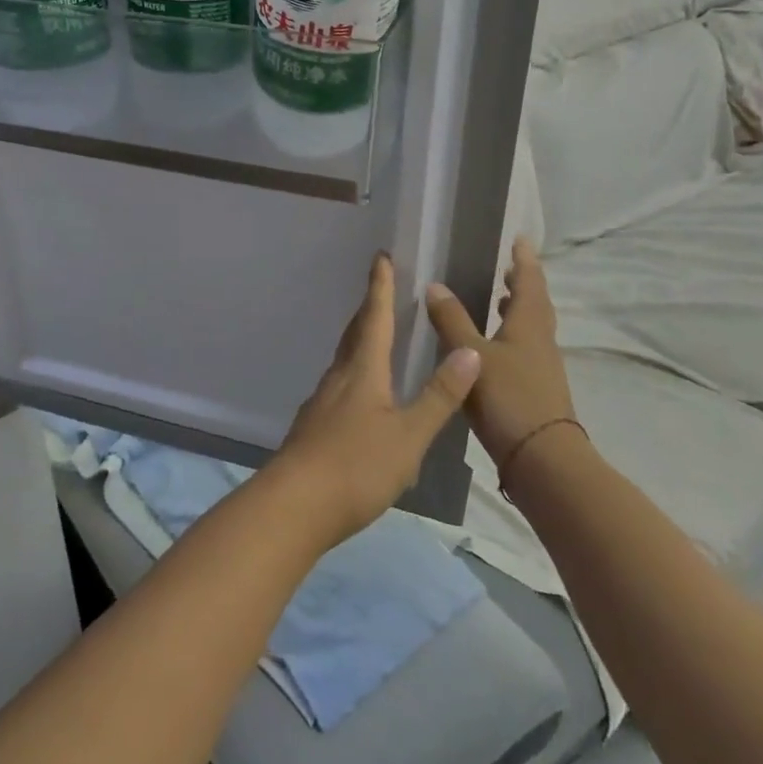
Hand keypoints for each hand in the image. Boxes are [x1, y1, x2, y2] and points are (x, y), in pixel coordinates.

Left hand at [271, 253, 481, 545]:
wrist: (293, 506)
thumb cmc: (356, 466)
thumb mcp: (408, 436)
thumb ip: (439, 396)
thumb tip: (469, 351)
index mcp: (363, 371)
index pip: (375, 318)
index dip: (380, 287)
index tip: (381, 257)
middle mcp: (339, 378)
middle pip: (354, 334)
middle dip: (369, 309)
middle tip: (380, 289)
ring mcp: (321, 403)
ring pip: (344, 360)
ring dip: (360, 340)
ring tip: (375, 336)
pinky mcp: (313, 427)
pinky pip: (338, 386)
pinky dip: (353, 373)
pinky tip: (360, 395)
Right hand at [425, 238, 576, 468]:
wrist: (543, 459)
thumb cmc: (509, 398)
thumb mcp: (473, 355)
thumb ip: (452, 320)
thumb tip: (434, 285)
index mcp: (529, 324)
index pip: (529, 281)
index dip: (524, 259)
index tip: (520, 239)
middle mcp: (540, 340)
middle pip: (534, 303)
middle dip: (521, 283)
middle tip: (506, 268)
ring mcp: (541, 366)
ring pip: (531, 328)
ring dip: (517, 310)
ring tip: (497, 302)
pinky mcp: (536, 389)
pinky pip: (525, 349)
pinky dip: (511, 337)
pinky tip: (490, 349)